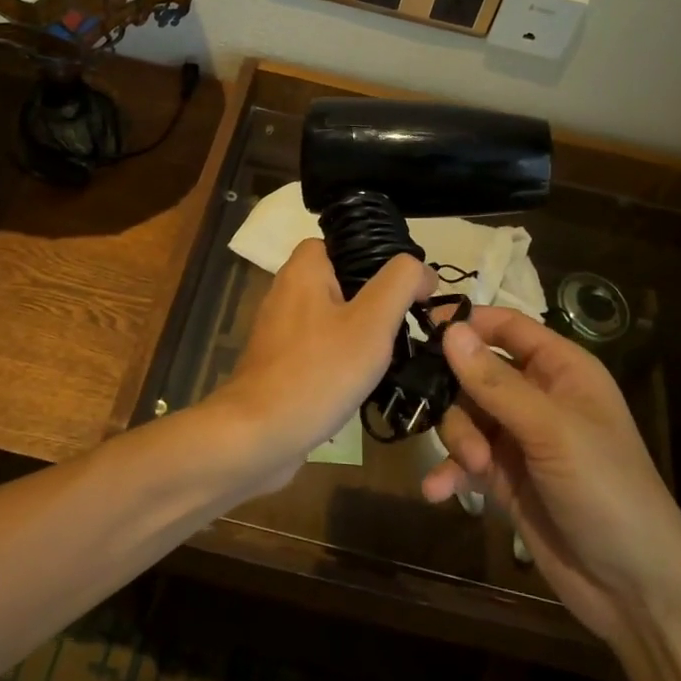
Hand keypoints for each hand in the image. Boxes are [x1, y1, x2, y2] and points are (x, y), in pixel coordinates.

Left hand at [209, 239, 434, 493]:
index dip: (378, 260)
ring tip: (388, 357)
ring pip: (332, 318)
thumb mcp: (372, 322)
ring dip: (360, 335)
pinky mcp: (278, 364)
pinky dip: (340, 361)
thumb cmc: (319, 371)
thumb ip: (400, 284)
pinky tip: (360, 383)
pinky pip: (319, 349)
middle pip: (341, 282)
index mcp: (303, 269)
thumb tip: (421, 269)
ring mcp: (279, 331)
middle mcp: (286, 292)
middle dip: (374, 303)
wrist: (259, 436)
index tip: (407, 290)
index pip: (345, 244)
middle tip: (403, 327)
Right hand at [420, 307, 680, 649]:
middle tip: (460, 426)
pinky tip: (436, 492)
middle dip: (459, 398)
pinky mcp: (505, 479)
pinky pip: (465, 460)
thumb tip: (448, 329)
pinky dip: (450, 472)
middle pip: (476, 373)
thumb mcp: (550, 430)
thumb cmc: (605, 490)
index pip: (507, 327)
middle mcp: (539, 397)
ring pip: (465, 416)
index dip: (468, 324)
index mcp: (561, 370)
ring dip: (460, 440)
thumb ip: (495, 382)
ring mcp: (520, 439)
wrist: (635, 589)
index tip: (423, 331)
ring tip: (475, 469)